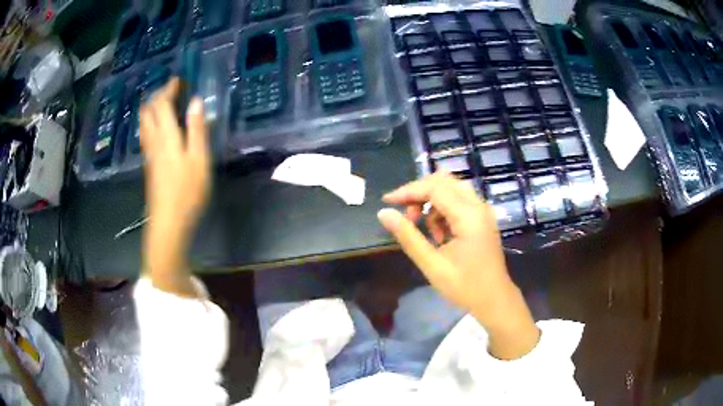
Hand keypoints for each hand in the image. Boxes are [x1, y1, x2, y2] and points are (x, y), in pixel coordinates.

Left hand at [139, 78, 209, 296]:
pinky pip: (146, 134)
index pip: (162, 104)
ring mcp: (149, 154)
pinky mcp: (150, 165)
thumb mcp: (199, 159)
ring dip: (152, 109)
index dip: (168, 89)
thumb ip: (197, 129)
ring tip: (164, 104)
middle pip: (148, 112)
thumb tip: (197, 101)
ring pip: (144, 124)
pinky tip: (160, 127)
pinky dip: (152, 122)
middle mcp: (154, 141)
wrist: (168, 222)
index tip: (178, 79)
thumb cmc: (187, 192)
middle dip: (157, 96)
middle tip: (171, 90)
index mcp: (166, 136)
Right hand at [378, 171, 539, 359]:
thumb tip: (384, 214)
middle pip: (444, 181)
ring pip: (452, 189)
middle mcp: (478, 206)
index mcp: (469, 216)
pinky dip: (443, 210)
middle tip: (406, 215)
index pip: (434, 188)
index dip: (408, 191)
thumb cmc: (465, 287)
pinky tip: (439, 234)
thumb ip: (408, 236)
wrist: (495, 300)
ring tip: (425, 230)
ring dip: (432, 202)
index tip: (387, 202)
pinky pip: (459, 201)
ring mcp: (483, 211)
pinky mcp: (482, 218)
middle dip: (420, 193)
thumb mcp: (432, 265)